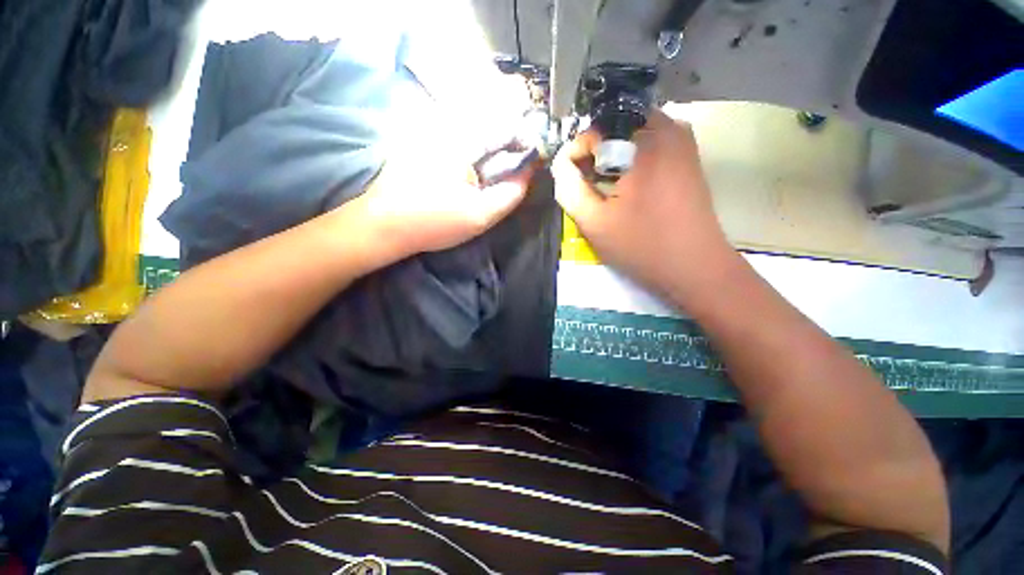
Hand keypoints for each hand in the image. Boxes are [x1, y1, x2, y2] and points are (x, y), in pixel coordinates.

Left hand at [356, 141, 533, 261]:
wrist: (383, 225)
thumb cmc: (432, 221)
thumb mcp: (480, 215)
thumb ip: (510, 193)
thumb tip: (528, 172)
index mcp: (462, 138)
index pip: (508, 124)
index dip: (527, 141)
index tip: (534, 162)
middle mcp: (446, 126)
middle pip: (492, 125)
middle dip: (509, 147)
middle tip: (514, 173)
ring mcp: (431, 133)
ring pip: (476, 133)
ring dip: (491, 151)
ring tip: (494, 176)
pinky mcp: (422, 143)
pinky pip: (459, 142)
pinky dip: (473, 155)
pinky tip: (470, 176)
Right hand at [552, 109, 736, 300]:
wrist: (695, 267)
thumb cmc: (642, 245)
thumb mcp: (594, 222)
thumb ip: (569, 189)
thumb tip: (561, 164)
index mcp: (646, 140)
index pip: (596, 128)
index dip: (577, 153)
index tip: (571, 180)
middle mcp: (670, 128)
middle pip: (616, 127)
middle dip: (595, 154)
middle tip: (587, 183)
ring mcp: (684, 142)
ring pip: (633, 135)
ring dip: (613, 158)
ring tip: (604, 187)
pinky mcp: (689, 158)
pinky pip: (651, 146)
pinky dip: (632, 160)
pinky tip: (627, 187)